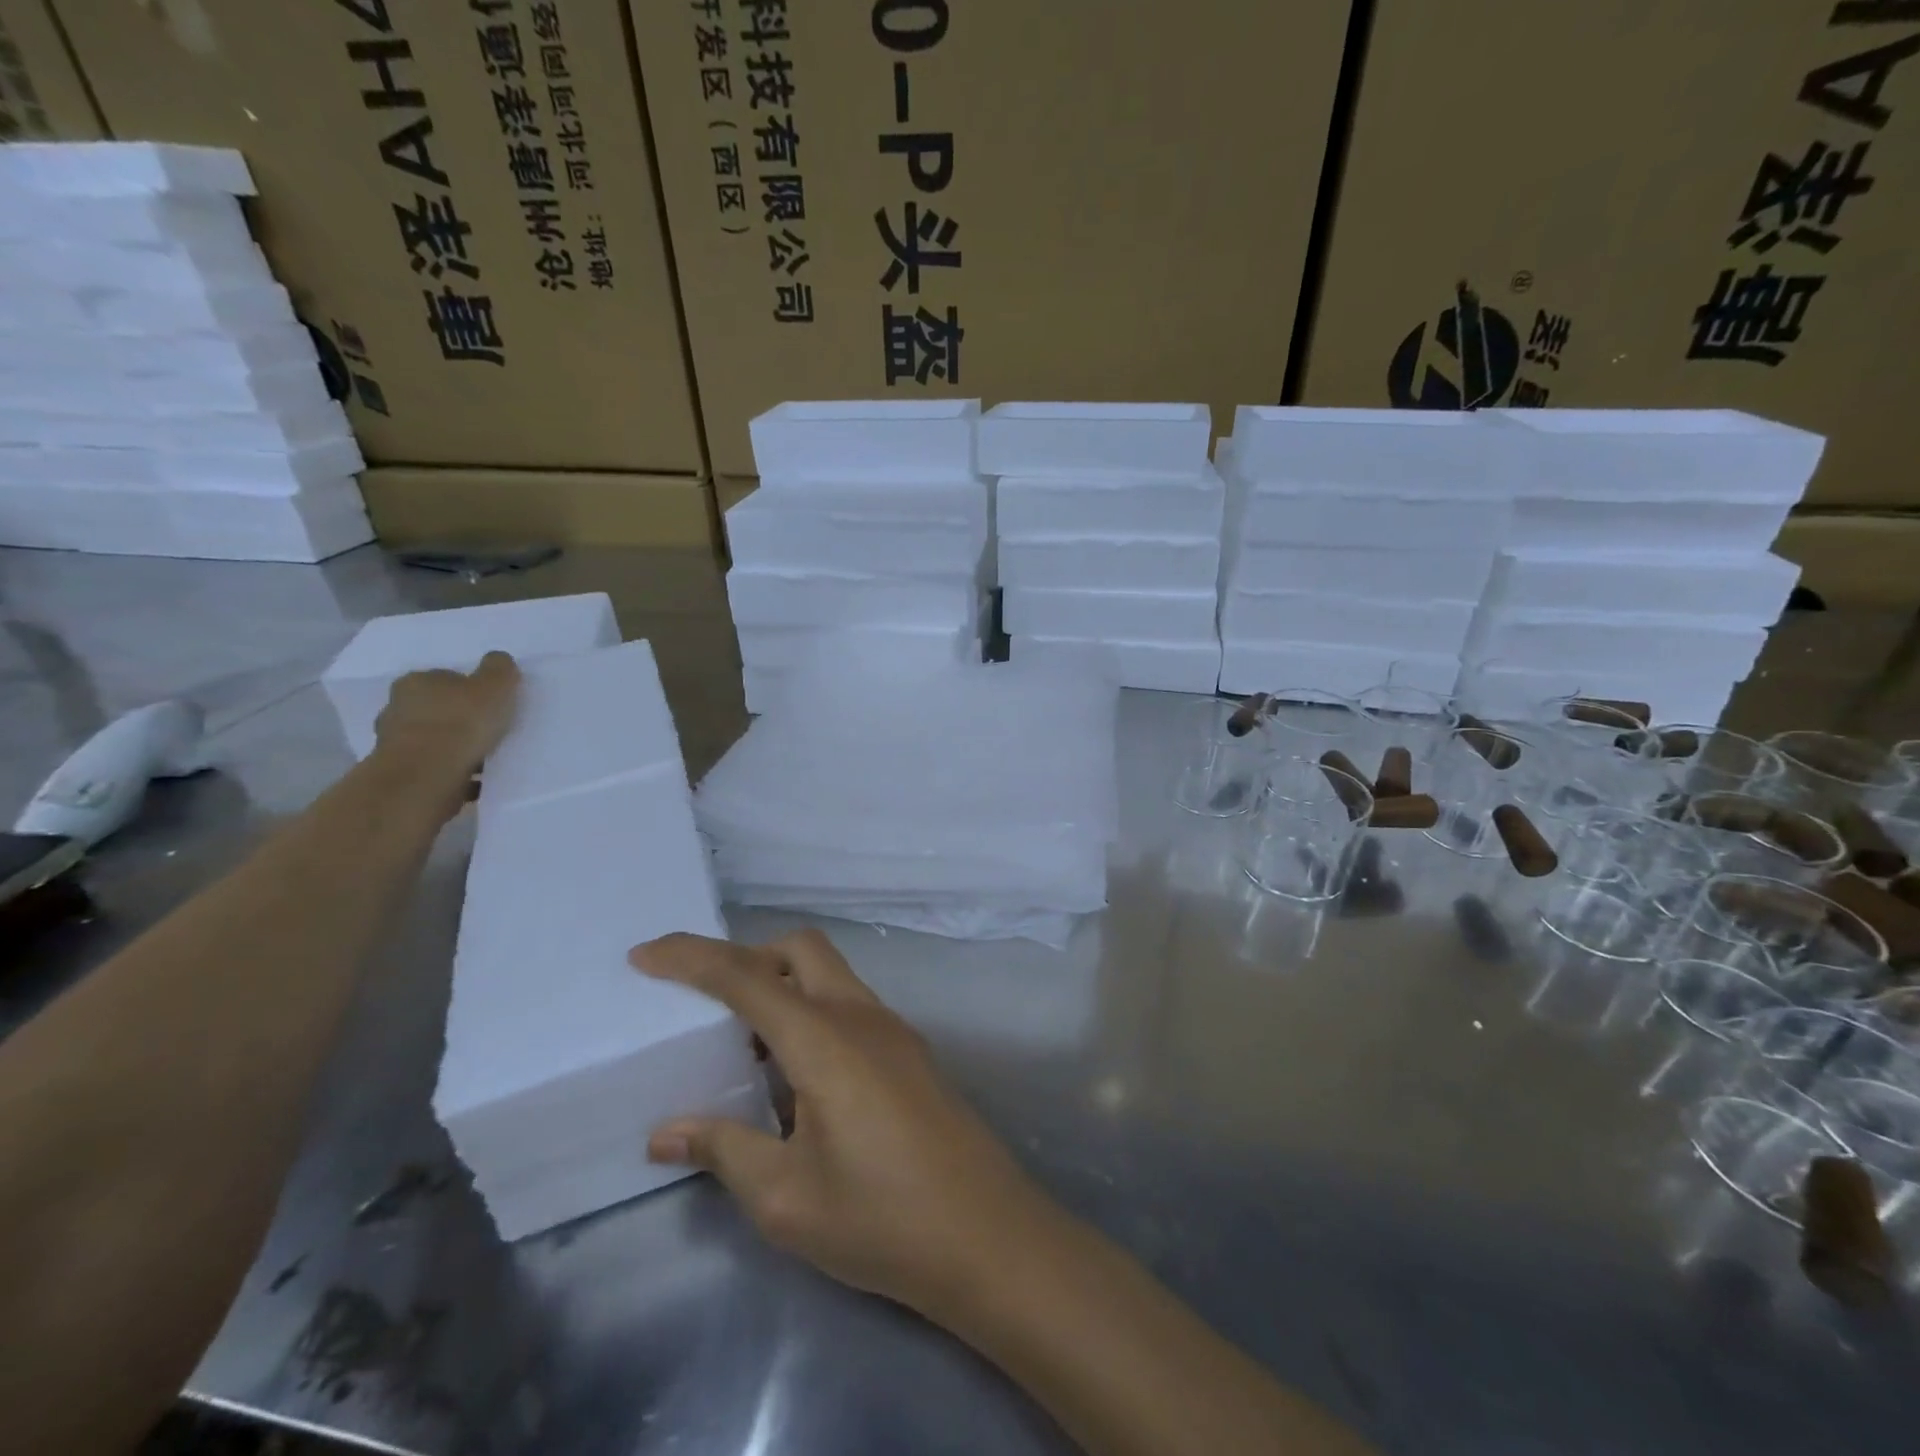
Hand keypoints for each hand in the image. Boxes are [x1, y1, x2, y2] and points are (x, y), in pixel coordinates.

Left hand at [373, 651, 521, 781]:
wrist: (428, 775)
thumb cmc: (462, 721)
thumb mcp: (495, 685)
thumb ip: (499, 669)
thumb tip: (497, 660)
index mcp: (416, 681)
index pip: (445, 679)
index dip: (469, 689)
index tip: (490, 703)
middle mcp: (396, 707)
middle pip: (435, 709)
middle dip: (457, 718)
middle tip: (488, 730)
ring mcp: (394, 743)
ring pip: (433, 740)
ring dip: (453, 747)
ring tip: (485, 758)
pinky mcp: (402, 773)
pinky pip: (435, 768)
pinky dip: (453, 772)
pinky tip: (476, 779)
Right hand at [631, 930, 1059, 1319]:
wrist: (987, 1235)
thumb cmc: (881, 1218)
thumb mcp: (786, 1198)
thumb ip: (724, 1150)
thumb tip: (667, 1131)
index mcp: (824, 1039)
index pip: (747, 977)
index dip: (692, 958)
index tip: (645, 954)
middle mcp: (860, 1016)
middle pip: (799, 949)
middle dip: (746, 957)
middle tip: (703, 1002)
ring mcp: (892, 1029)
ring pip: (828, 974)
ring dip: (782, 986)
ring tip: (742, 1046)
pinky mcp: (909, 1051)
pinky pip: (848, 1006)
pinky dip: (811, 1013)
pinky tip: (794, 1076)